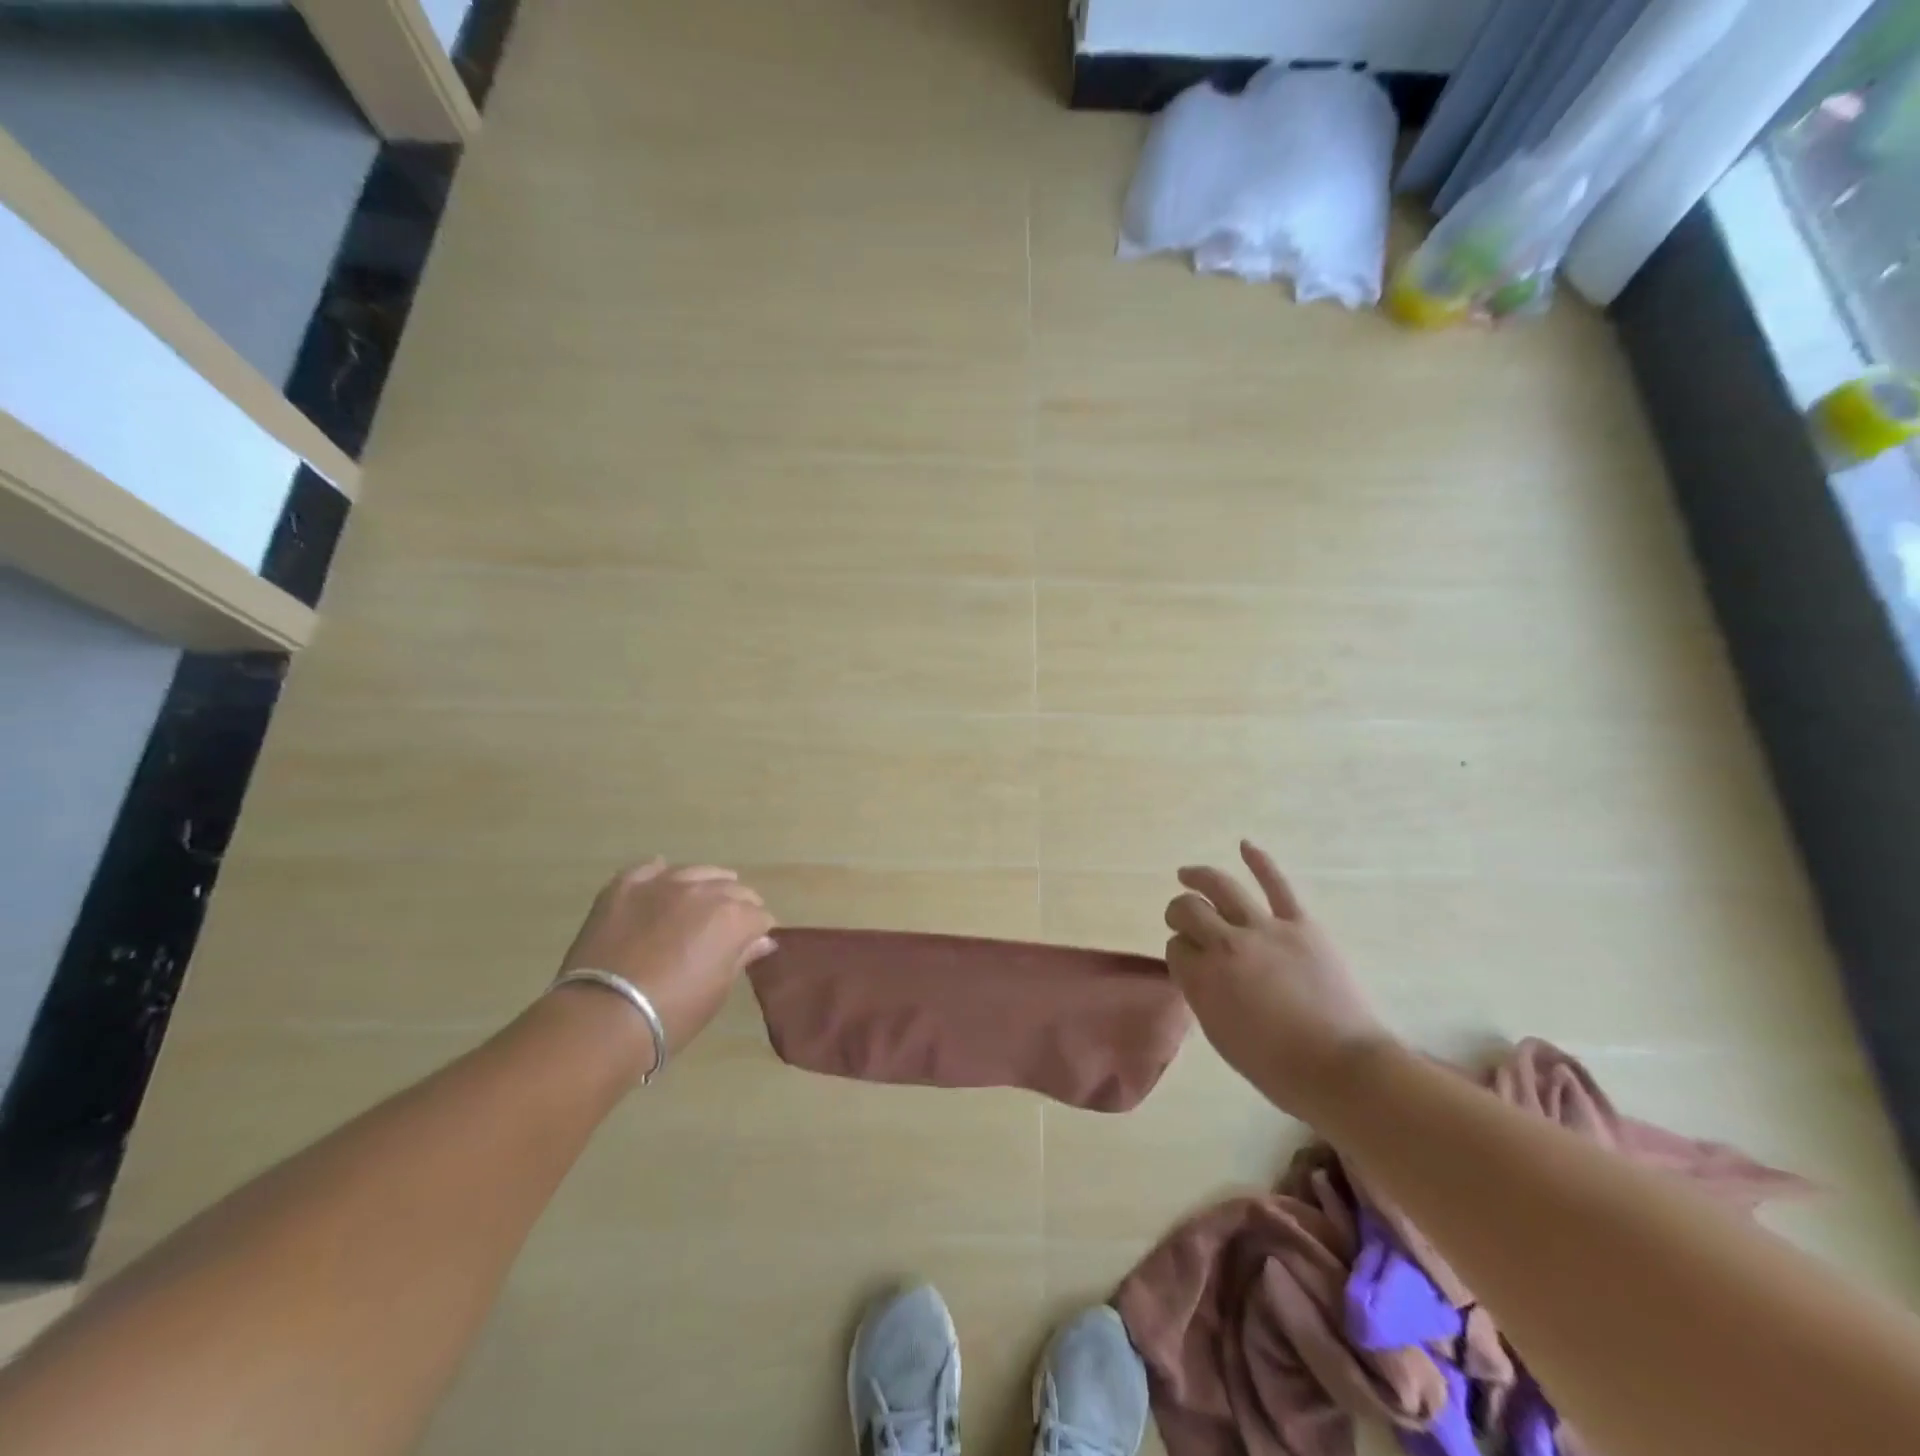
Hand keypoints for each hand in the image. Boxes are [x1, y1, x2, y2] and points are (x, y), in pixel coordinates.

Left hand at [559, 859, 776, 1065]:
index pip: (759, 916)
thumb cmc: (672, 1013)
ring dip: (706, 886)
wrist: (602, 1018)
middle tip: (727, 930)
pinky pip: (650, 870)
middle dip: (737, 907)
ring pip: (697, 872)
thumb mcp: (717, 990)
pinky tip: (661, 885)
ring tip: (700, 904)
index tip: (751, 945)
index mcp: (733, 917)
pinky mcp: (626, 887)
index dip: (758, 931)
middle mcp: (703, 890)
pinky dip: (660, 876)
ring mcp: (663, 884)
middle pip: (733, 889)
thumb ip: (741, 957)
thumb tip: (762, 941)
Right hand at [1165, 840, 1391, 1118]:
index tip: (1187, 960)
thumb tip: (1199, 971)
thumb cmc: (1277, 1067)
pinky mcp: (1301, 924)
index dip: (1179, 952)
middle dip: (1179, 912)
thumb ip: (1203, 995)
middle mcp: (1225, 944)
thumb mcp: (1221, 1036)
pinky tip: (1245, 845)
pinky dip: (1260, 861)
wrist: (1342, 1069)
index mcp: (1202, 979)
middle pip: (1189, 910)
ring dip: (1199, 877)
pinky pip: (1277, 885)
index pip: (1176, 948)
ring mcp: (1264, 929)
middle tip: (1181, 919)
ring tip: (1188, 874)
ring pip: (1221, 887)